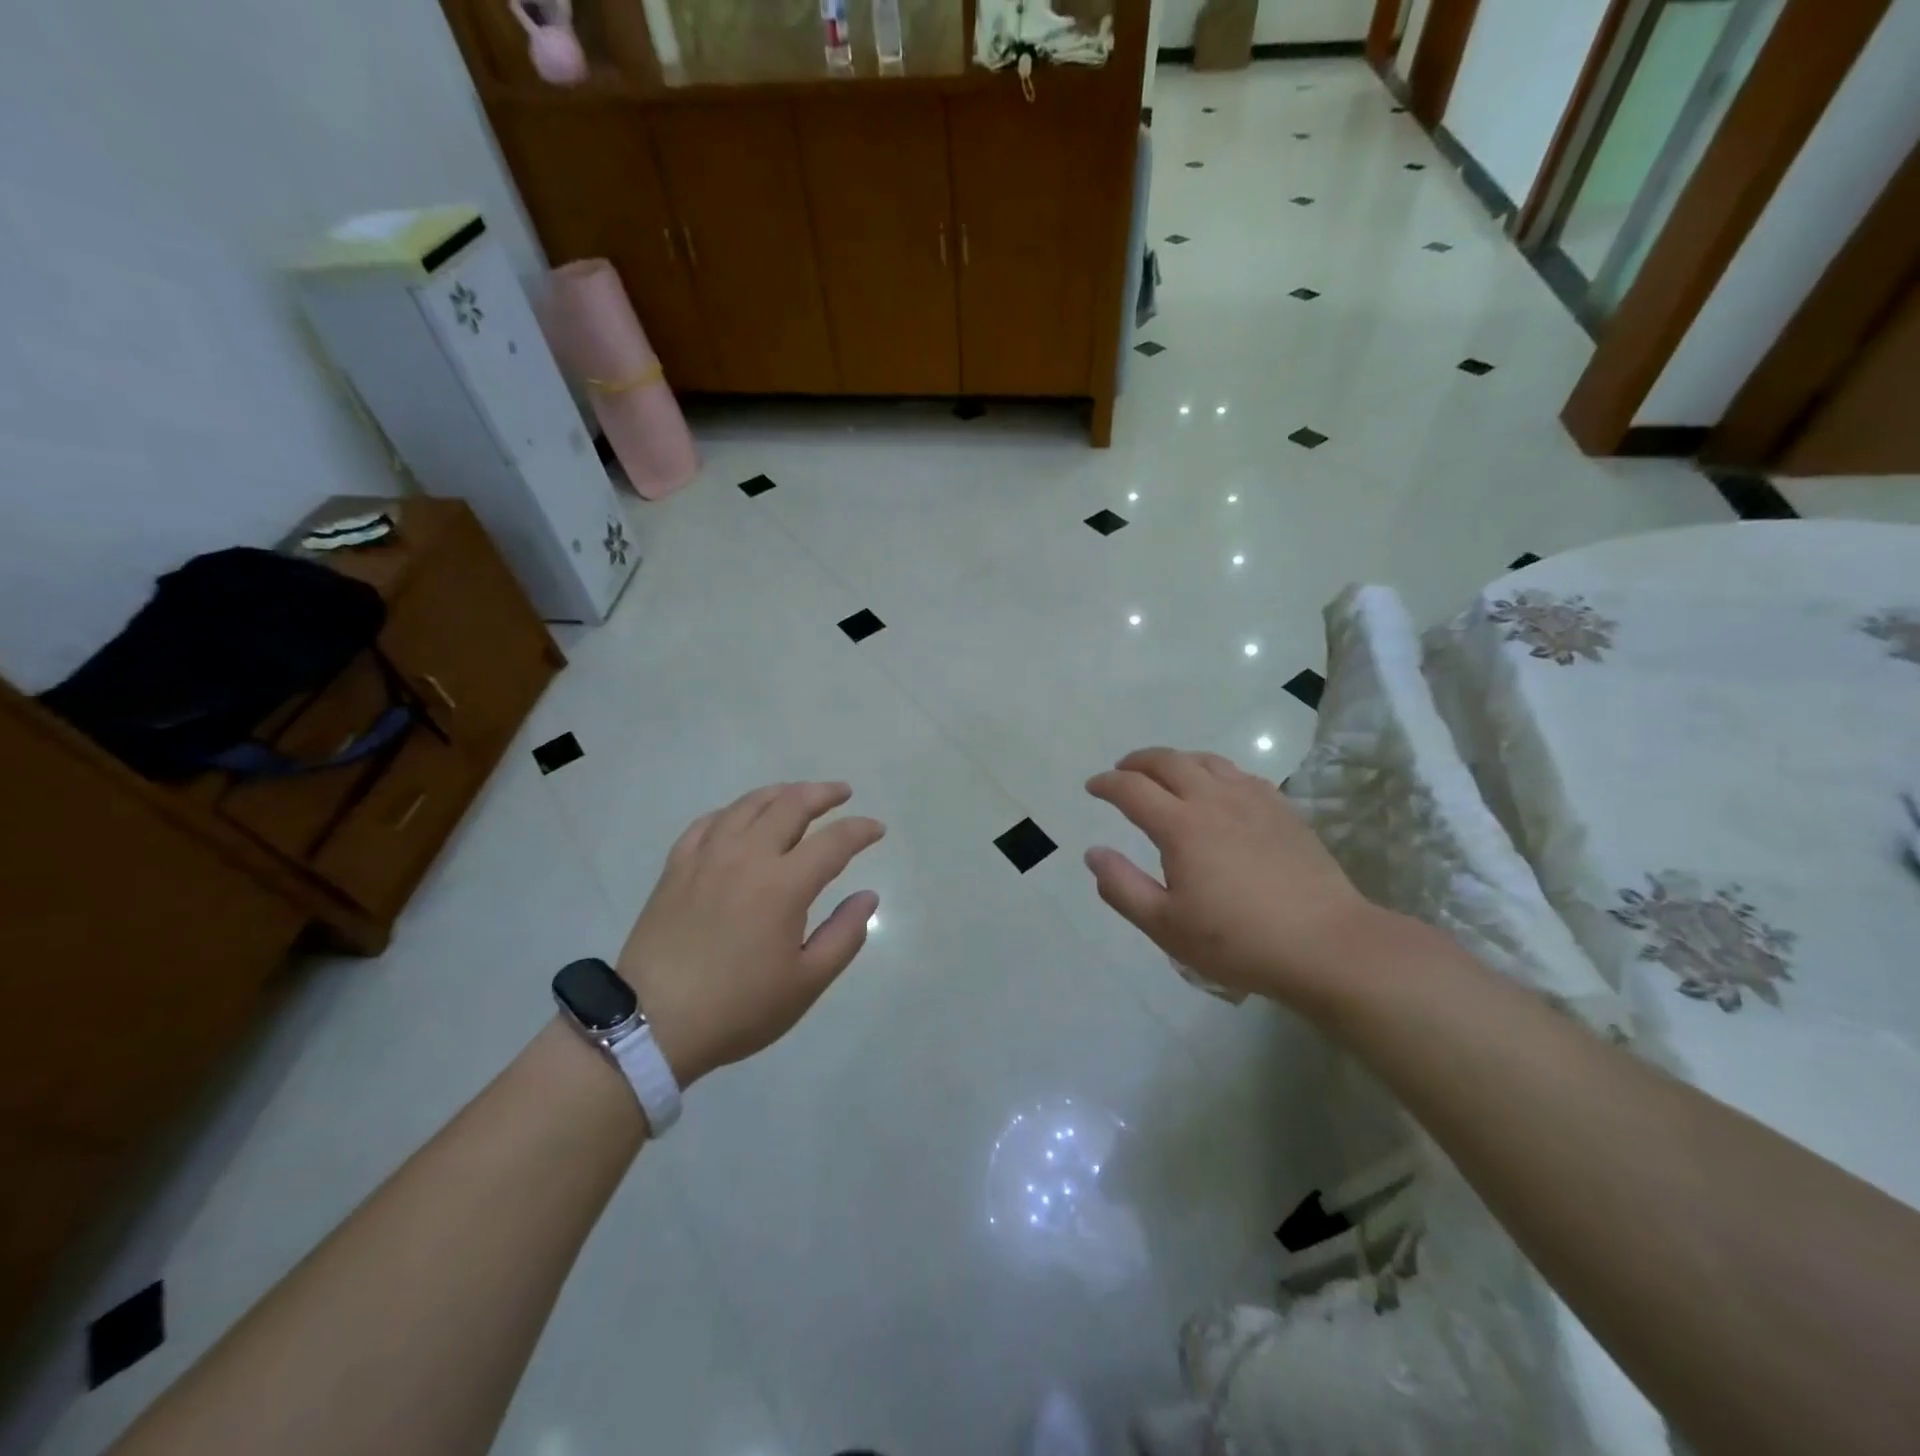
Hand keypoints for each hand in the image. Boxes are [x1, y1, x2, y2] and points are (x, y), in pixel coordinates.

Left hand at [615, 782, 884, 1086]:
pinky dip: (733, 811)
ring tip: (798, 794)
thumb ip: (844, 935)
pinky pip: (709, 822)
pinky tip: (740, 818)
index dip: (860, 830)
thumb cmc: (738, 1007)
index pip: (834, 841)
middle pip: (791, 805)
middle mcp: (747, 857)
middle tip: (842, 793)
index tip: (877, 829)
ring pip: (749, 804)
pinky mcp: (677, 866)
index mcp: (784, 885)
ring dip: (781, 793)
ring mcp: (707, 857)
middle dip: (823, 793)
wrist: (651, 1023)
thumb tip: (868, 897)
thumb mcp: (806, 983)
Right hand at [1085, 748, 1378, 1013]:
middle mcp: (1214, 800)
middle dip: (1138, 761)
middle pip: (1168, 762)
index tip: (1093, 787)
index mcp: (1181, 826)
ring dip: (1176, 760)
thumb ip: (1122, 887)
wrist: (1325, 944)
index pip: (1132, 789)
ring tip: (1164, 772)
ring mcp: (1253, 800)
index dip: (1107, 784)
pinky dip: (1214, 771)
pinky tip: (1217, 788)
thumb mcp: (1166, 926)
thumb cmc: (1238, 941)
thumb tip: (1094, 853)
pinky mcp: (1282, 810)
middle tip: (1122, 770)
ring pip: (1206, 761)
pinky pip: (1239, 774)